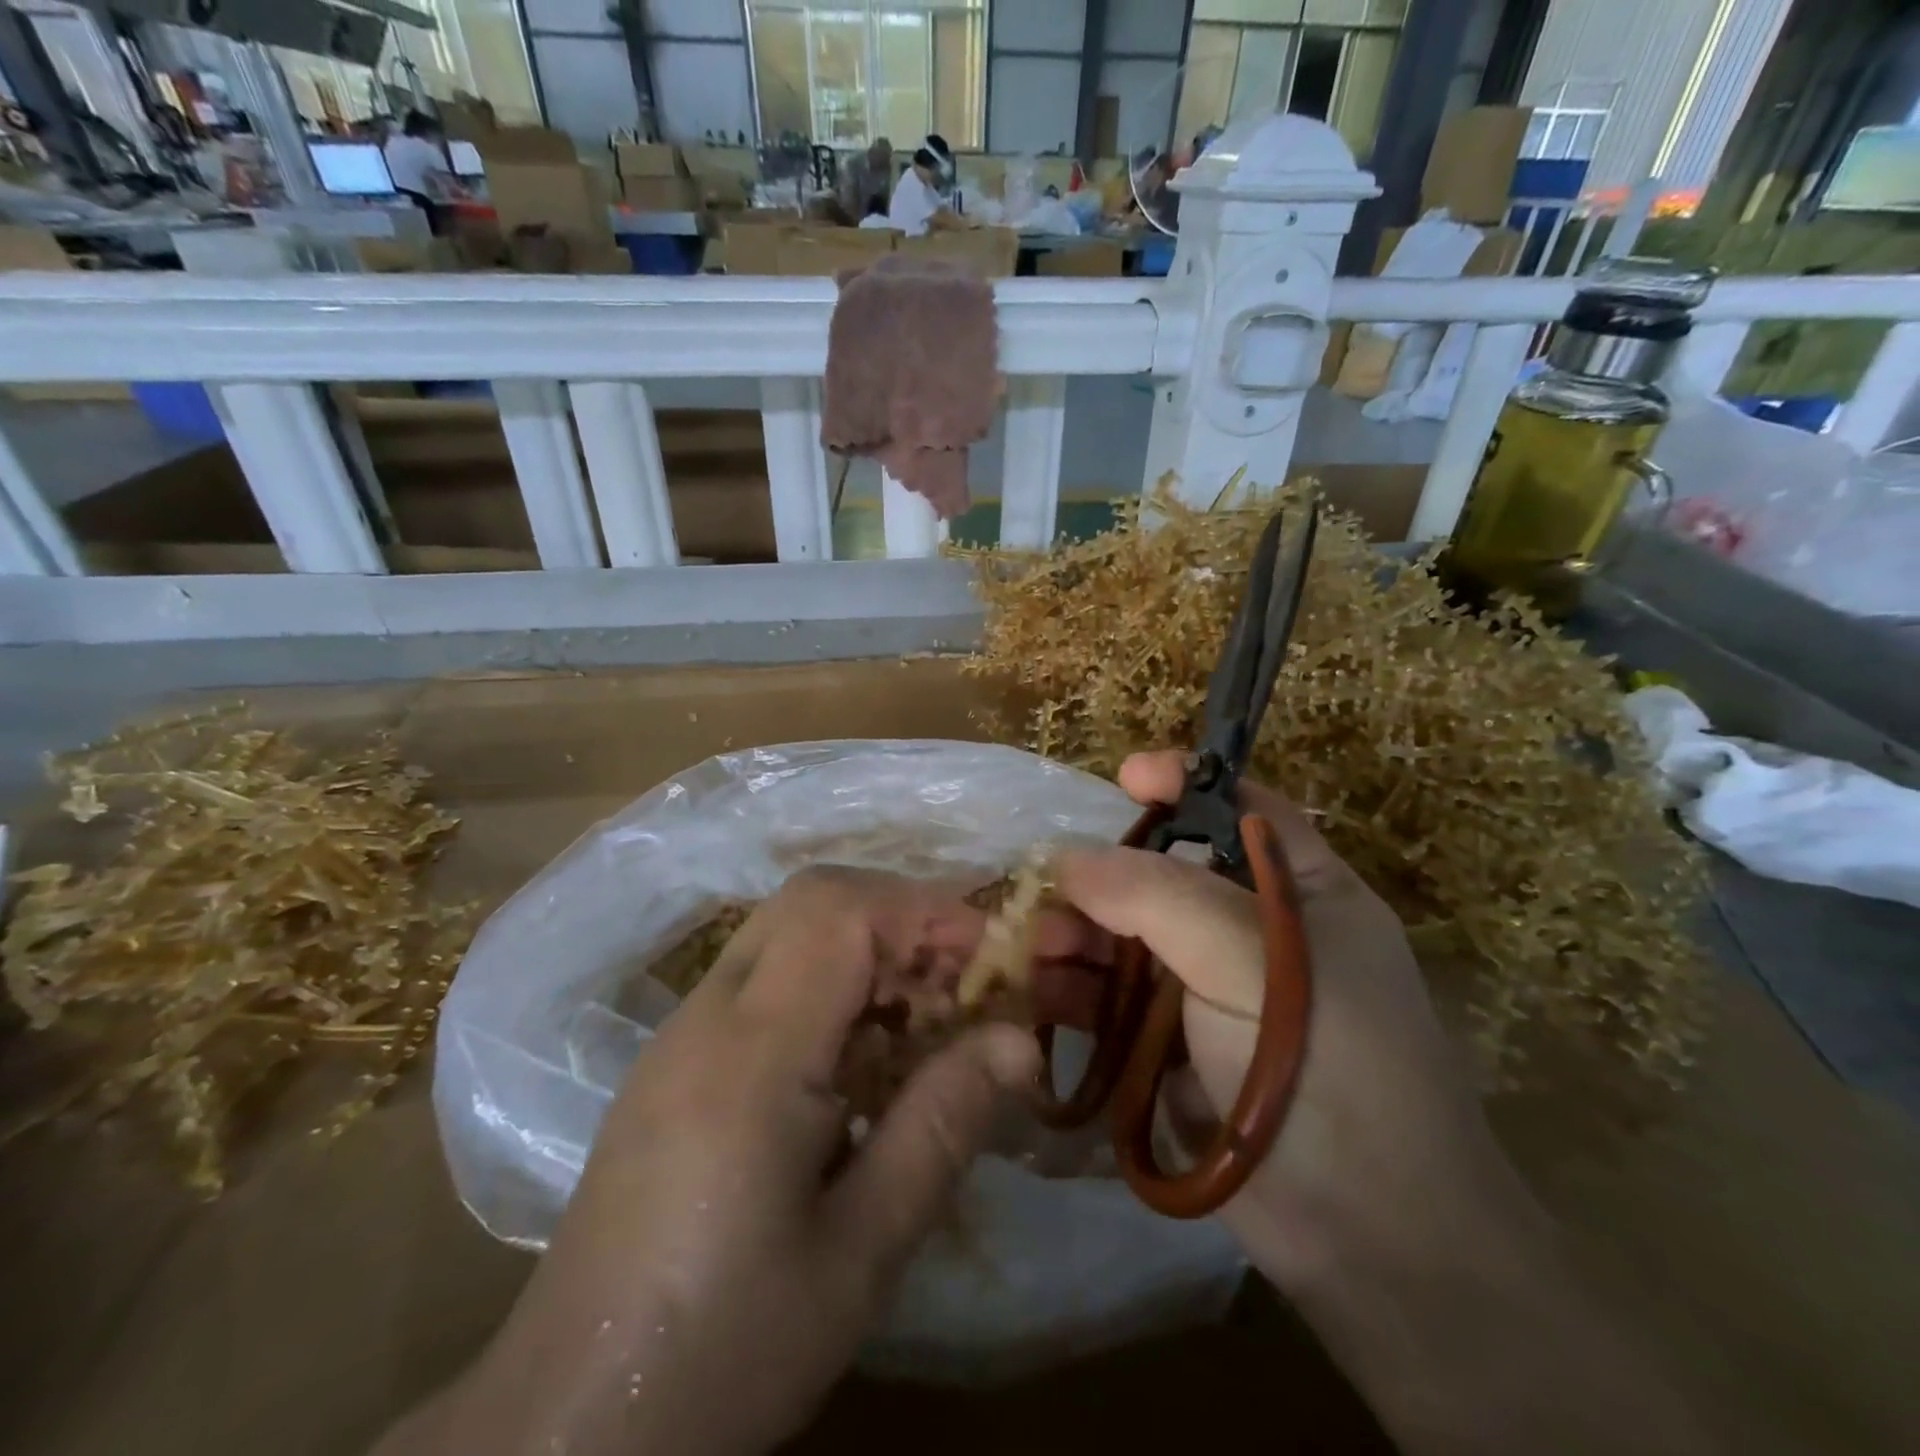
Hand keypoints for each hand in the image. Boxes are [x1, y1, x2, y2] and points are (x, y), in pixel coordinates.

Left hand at [416, 869, 1052, 1455]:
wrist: (570, 1423)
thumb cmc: (727, 1346)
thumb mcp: (861, 1252)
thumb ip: (942, 1126)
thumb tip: (1020, 1039)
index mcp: (752, 1054)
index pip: (843, 913)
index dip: (927, 912)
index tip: (992, 956)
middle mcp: (708, 1014)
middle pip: (811, 898)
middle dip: (900, 915)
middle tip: (960, 979)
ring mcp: (680, 1030)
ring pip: (785, 927)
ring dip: (865, 943)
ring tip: (921, 1016)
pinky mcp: (672, 1056)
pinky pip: (762, 972)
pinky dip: (827, 976)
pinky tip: (856, 1054)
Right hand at [1050, 751, 1518, 1293]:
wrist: (1371, 1243)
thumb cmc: (1328, 1068)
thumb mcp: (1248, 959)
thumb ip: (1157, 896)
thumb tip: (1071, 858)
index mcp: (1302, 894)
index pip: (1242, 810)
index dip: (1185, 784)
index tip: (1124, 777)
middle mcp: (1255, 935)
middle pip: (1165, 877)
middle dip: (1105, 878)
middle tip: (1050, 891)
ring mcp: (1214, 995)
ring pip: (1131, 941)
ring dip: (1081, 937)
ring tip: (1037, 949)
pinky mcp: (1178, 1051)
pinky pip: (1116, 1002)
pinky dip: (1079, 993)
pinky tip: (1040, 995)